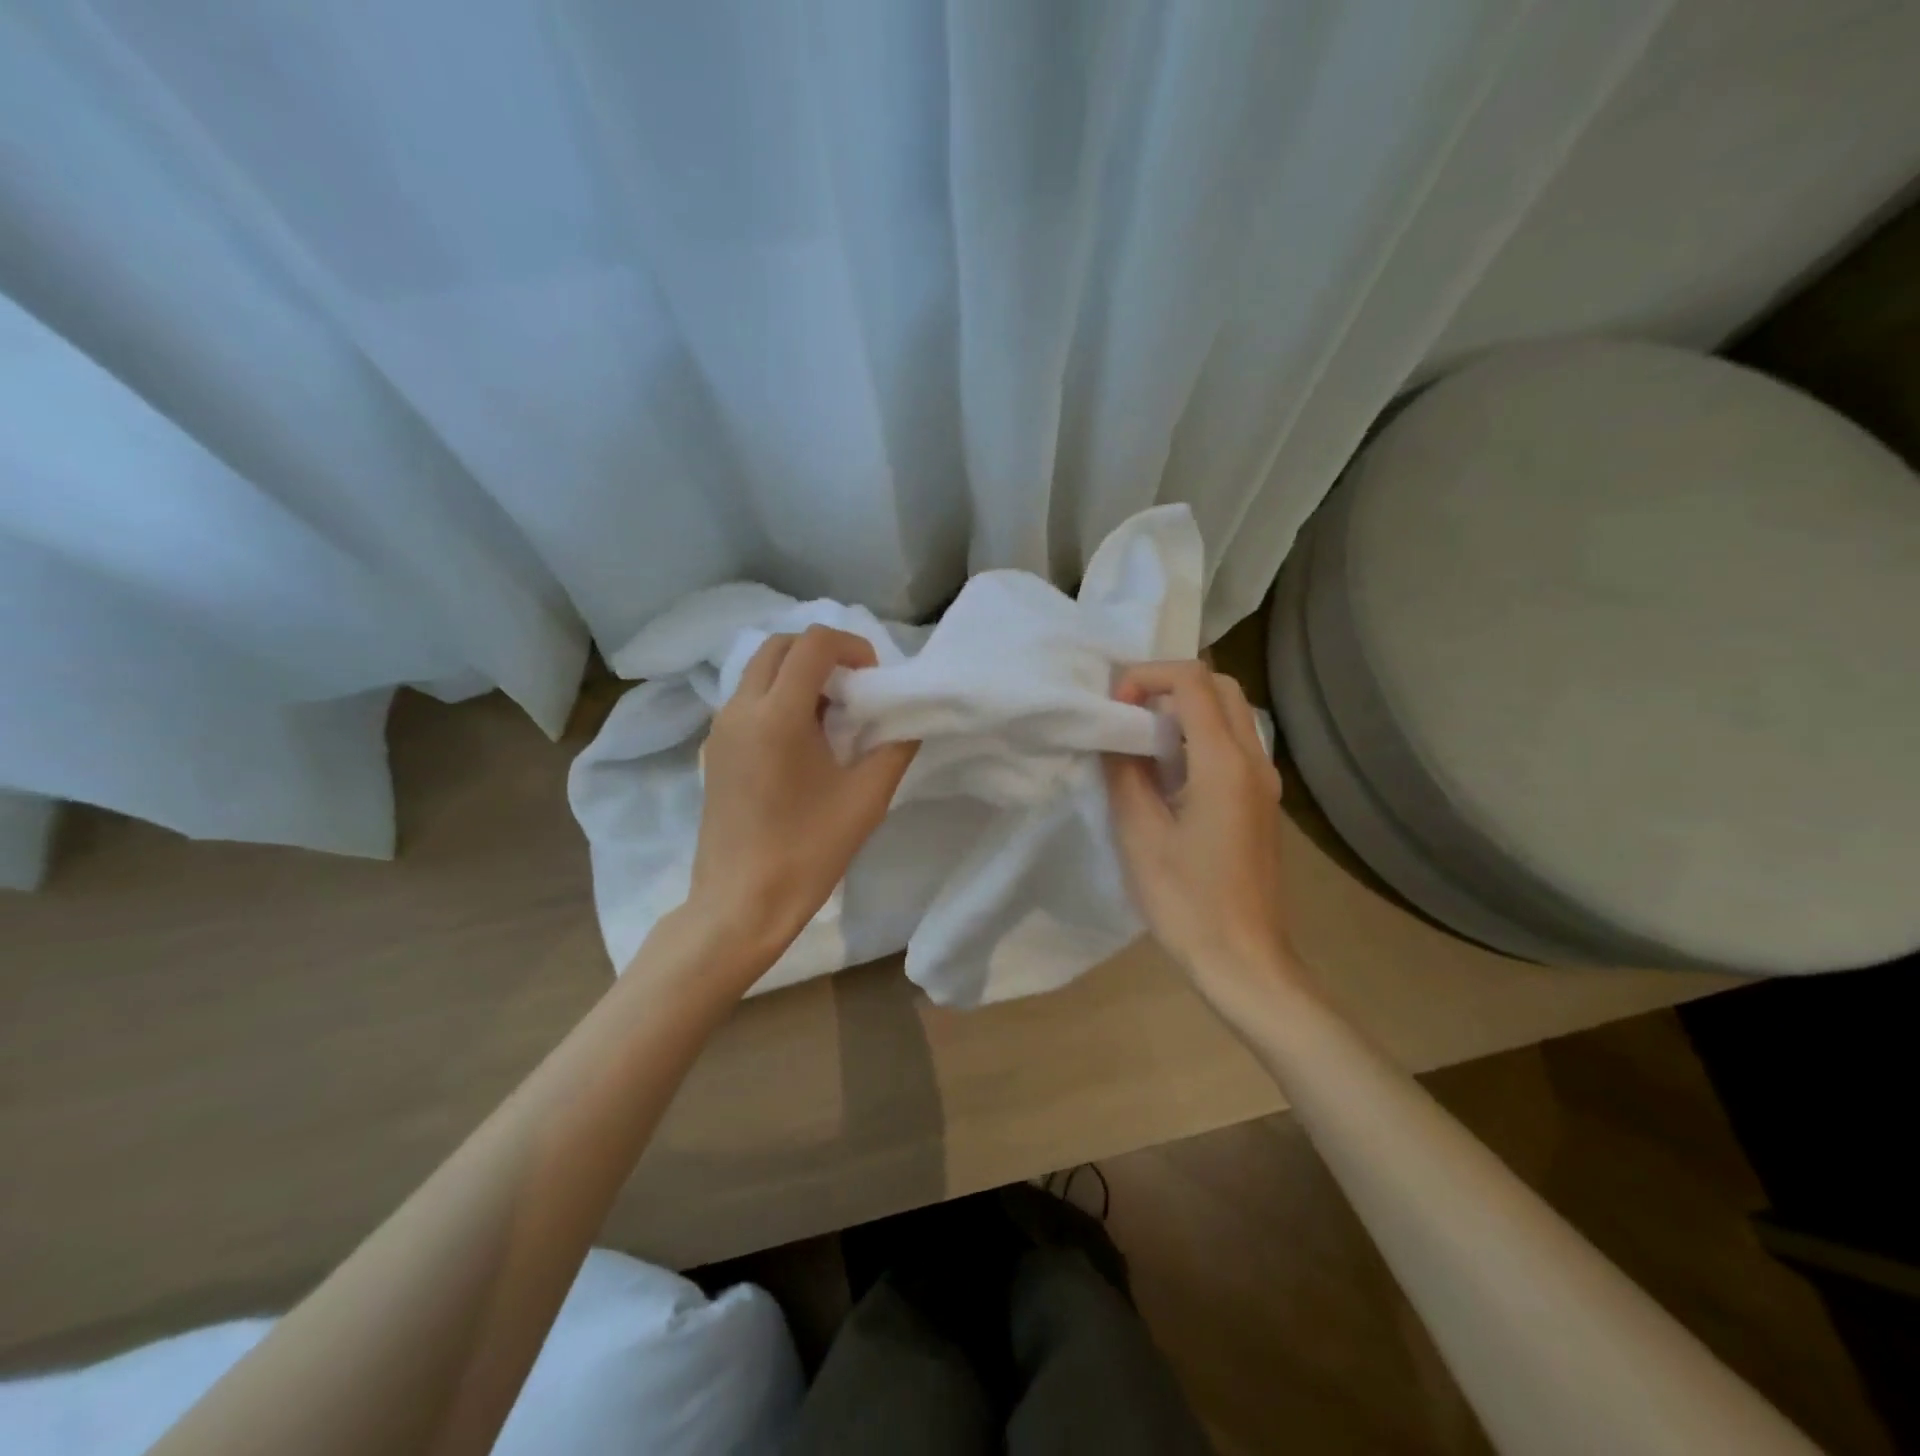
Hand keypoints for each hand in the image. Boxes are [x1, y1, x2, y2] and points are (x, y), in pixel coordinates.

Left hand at [685, 625, 917, 972]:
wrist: (740, 902)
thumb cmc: (808, 852)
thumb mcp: (867, 798)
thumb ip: (895, 747)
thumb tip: (906, 719)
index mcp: (777, 715)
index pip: (813, 643)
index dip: (852, 646)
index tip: (874, 678)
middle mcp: (741, 709)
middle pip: (780, 645)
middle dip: (822, 652)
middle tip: (854, 688)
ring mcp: (720, 728)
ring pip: (759, 670)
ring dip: (798, 673)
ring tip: (831, 714)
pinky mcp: (714, 749)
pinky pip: (747, 699)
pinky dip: (778, 696)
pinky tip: (803, 740)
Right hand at [1104, 662, 1299, 1006]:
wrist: (1244, 960)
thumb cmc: (1186, 901)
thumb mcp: (1139, 834)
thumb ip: (1124, 773)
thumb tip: (1116, 736)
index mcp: (1224, 763)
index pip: (1192, 680)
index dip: (1147, 677)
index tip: (1115, 707)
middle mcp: (1254, 760)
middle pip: (1220, 686)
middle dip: (1170, 684)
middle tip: (1128, 711)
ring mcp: (1265, 781)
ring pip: (1232, 713)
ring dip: (1187, 708)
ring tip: (1142, 737)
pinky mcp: (1262, 801)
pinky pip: (1235, 744)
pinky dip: (1201, 734)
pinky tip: (1168, 770)